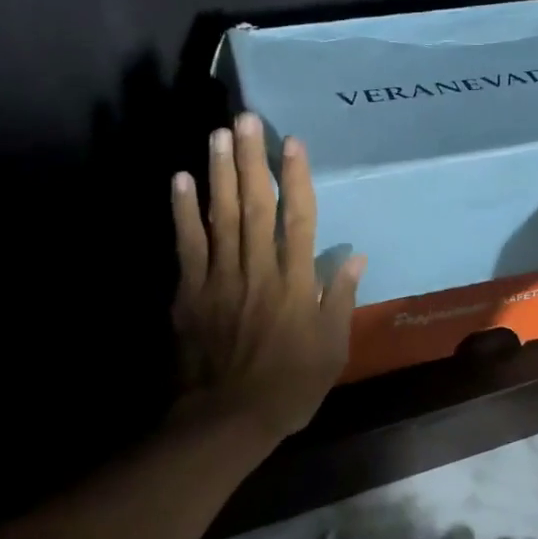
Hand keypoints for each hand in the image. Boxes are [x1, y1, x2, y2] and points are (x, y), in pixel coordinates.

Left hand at [170, 111, 365, 444]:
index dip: (297, 179)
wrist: (227, 419)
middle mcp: (258, 271)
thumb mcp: (332, 349)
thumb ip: (340, 300)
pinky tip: (181, 179)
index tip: (293, 143)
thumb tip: (356, 257)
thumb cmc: (290, 386)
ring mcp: (220, 279)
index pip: (299, 220)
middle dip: (252, 160)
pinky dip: (183, 212)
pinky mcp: (190, 292)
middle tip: (247, 119)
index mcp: (295, 285)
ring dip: (220, 173)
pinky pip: (187, 245)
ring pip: (221, 217)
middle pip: (255, 207)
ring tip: (219, 135)